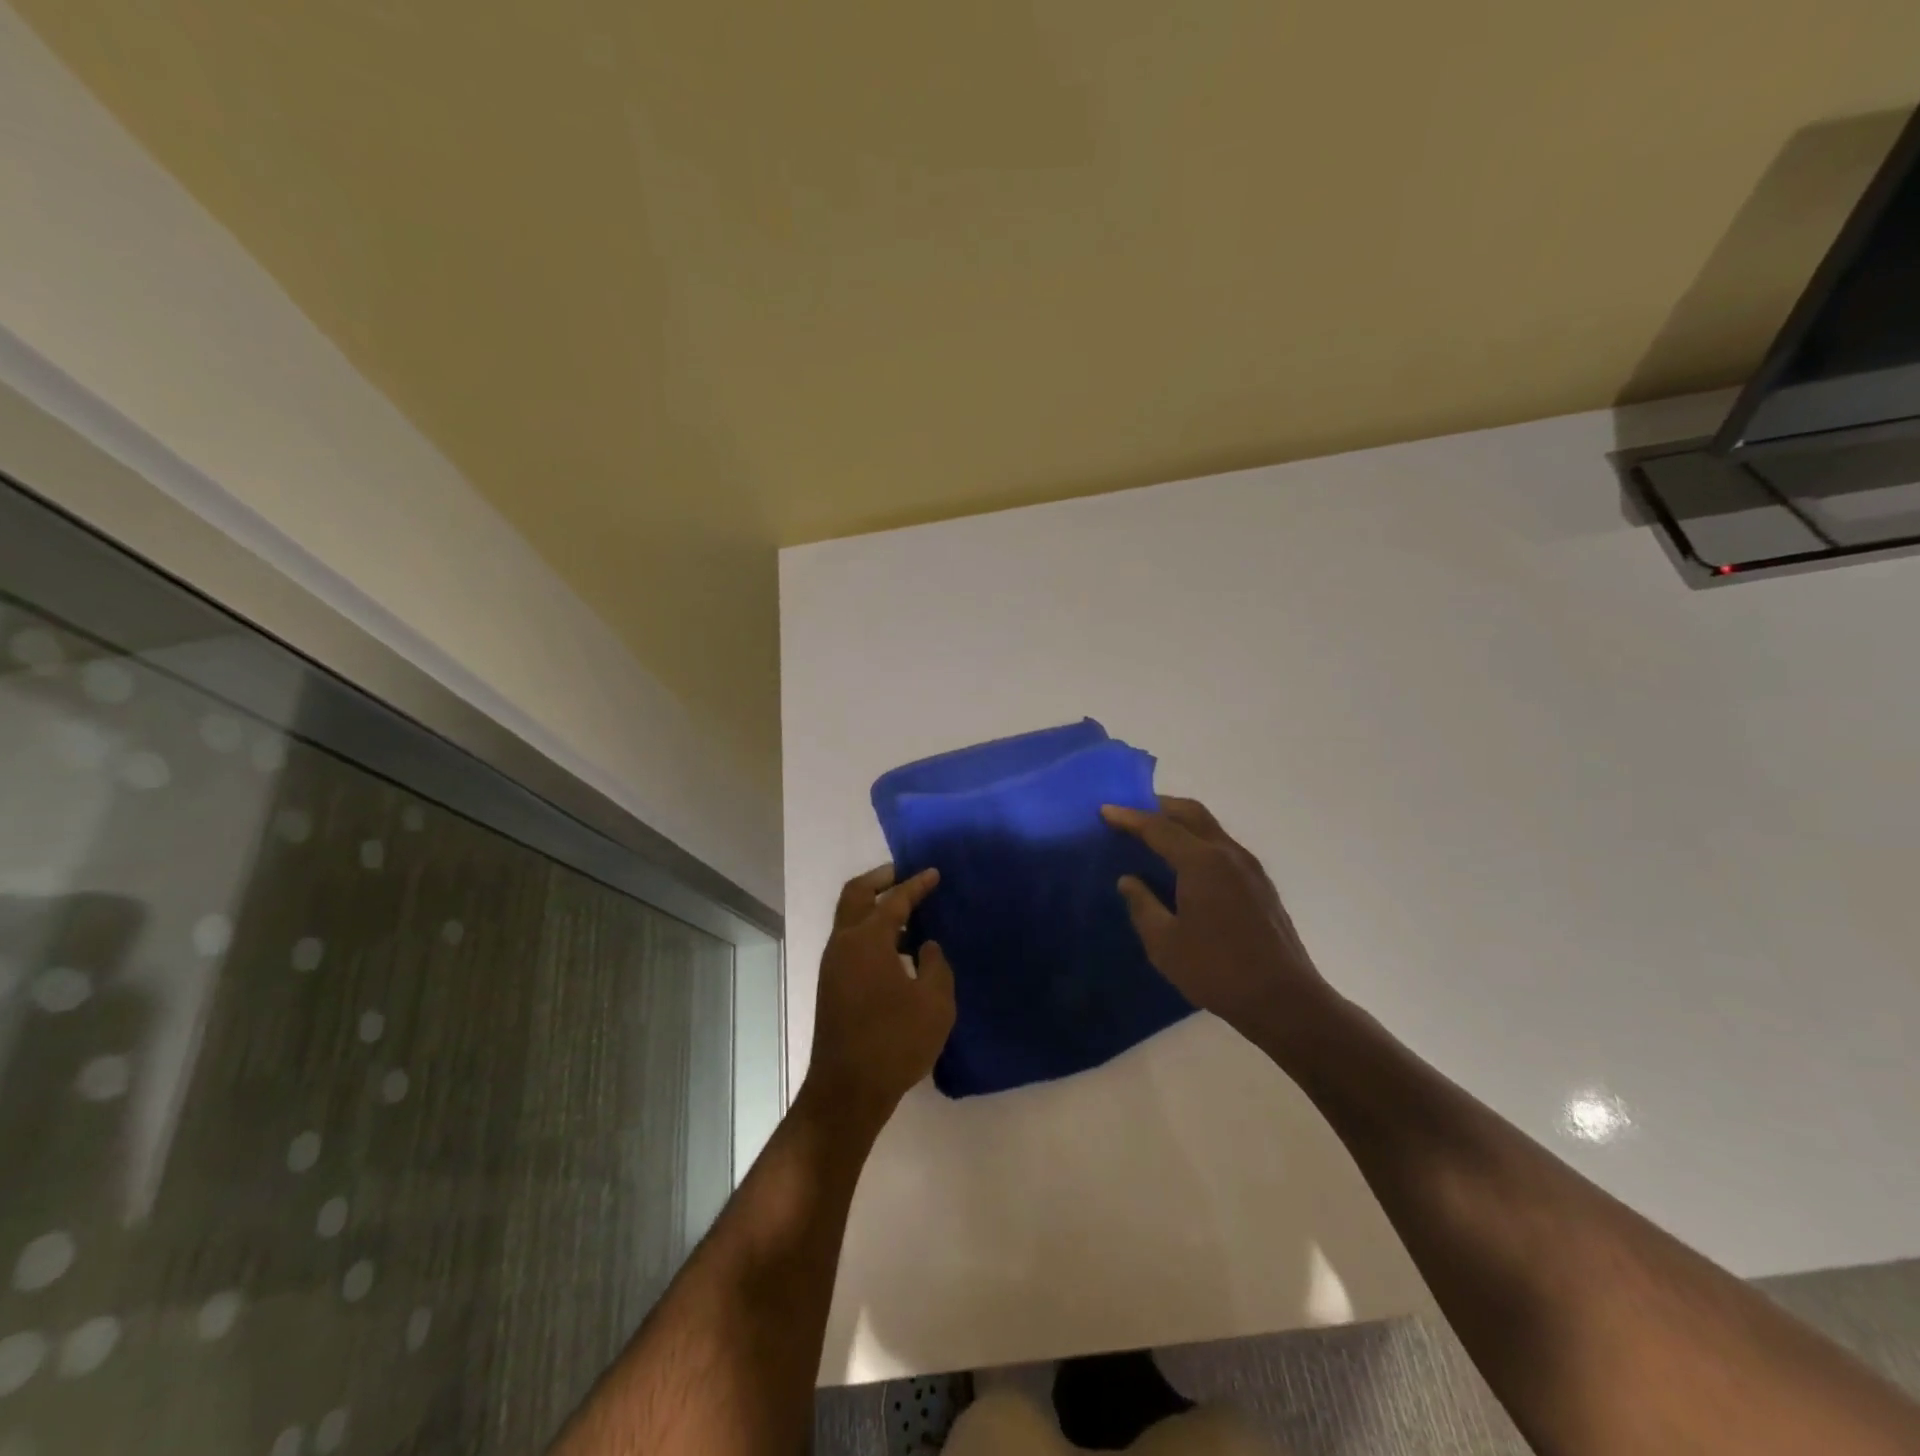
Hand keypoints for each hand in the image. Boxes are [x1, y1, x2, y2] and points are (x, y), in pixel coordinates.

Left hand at [804, 865, 955, 1133]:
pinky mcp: (831, 986)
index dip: (916, 885)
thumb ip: (936, 965)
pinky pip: (850, 941)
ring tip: (905, 913)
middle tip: (904, 875)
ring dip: (873, 906)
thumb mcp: (934, 1003)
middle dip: (880, 879)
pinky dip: (870, 931)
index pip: (894, 900)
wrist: (847, 1091)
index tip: (934, 873)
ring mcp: (832, 965)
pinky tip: (895, 948)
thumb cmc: (895, 1042)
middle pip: (856, 895)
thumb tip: (927, 946)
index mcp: (868, 939)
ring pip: (849, 918)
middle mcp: (844, 943)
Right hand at [1102, 797, 1332, 1045]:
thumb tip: (1129, 881)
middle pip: (1191, 814)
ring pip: (1210, 828)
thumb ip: (1142, 905)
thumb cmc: (1217, 971)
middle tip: (1131, 814)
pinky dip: (1198, 842)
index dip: (1129, 817)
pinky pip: (1222, 847)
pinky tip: (1186, 865)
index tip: (1105, 810)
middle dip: (1159, 807)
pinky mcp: (1261, 885)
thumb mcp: (1164, 943)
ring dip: (1181, 823)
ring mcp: (1250, 868)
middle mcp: (1228, 854)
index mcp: (1202, 862)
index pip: (1159, 828)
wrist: (1284, 1000)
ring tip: (1155, 836)